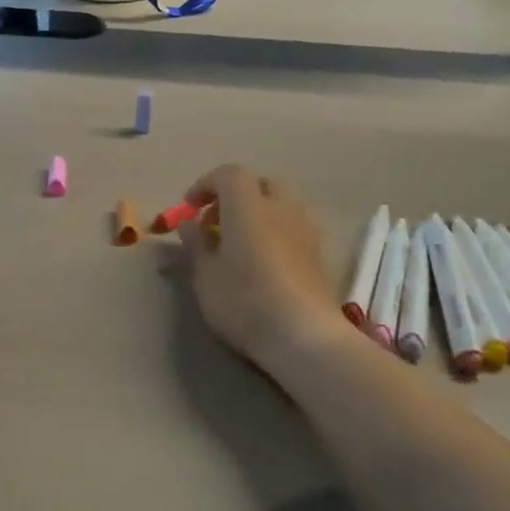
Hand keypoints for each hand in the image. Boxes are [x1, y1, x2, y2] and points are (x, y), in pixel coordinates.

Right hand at [177, 165, 341, 363]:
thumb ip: (196, 244)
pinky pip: (294, 227)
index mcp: (248, 205)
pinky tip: (265, 262)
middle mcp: (281, 208)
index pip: (228, 174)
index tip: (190, 208)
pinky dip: (276, 232)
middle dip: (236, 196)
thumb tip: (191, 224)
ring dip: (259, 213)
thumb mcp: (205, 275)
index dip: (206, 185)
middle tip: (216, 223)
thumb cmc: (244, 300)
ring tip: (240, 243)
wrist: (304, 335)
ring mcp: (306, 230)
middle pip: (260, 184)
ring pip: (281, 205)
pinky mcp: (319, 254)